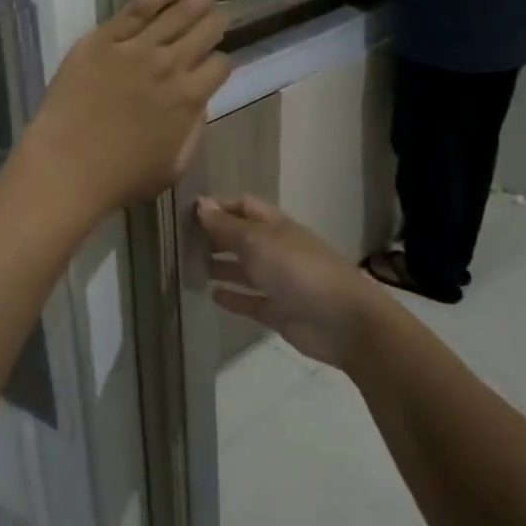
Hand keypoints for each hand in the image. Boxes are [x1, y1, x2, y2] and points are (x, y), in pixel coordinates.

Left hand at [20, 0, 231, 218]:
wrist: (67, 165)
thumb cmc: (120, 177)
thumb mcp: (173, 167)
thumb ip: (194, 132)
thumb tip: (200, 104)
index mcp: (189, 99)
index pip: (220, 66)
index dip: (221, 62)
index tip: (215, 62)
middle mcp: (170, 66)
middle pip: (204, 32)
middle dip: (216, 21)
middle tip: (220, 13)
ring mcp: (136, 48)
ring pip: (177, 13)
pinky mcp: (103, 38)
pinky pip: (137, 8)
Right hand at [195, 195, 387, 370]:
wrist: (344, 321)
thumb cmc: (299, 271)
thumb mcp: (258, 242)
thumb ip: (227, 226)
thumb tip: (200, 203)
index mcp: (275, 226)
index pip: (243, 205)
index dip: (219, 206)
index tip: (187, 213)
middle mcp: (276, 249)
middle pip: (242, 237)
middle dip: (215, 236)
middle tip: (181, 242)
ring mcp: (279, 281)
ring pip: (244, 269)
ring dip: (220, 266)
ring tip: (190, 267)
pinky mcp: (278, 311)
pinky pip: (250, 300)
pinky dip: (232, 297)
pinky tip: (211, 295)